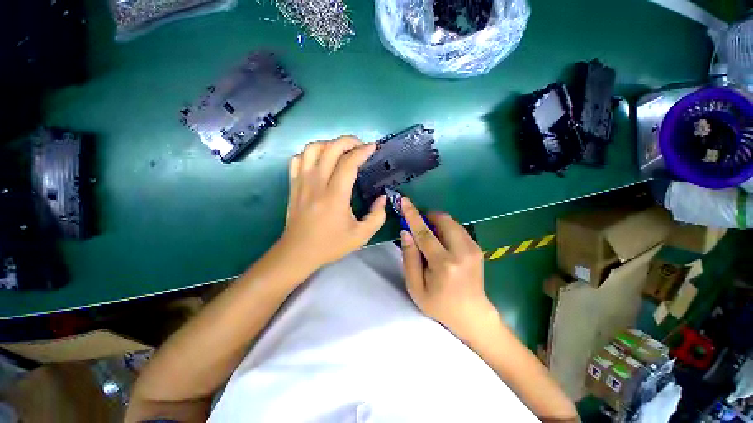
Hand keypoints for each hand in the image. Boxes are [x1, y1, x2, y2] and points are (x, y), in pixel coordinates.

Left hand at [277, 136, 387, 274]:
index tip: (373, 147)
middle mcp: (317, 184)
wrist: (298, 252)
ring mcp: (302, 182)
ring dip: (329, 144)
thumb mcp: (361, 236)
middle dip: (348, 141)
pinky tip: (320, 159)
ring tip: (341, 150)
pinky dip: (310, 153)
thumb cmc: (330, 244)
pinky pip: (298, 159)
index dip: (362, 151)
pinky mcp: (293, 185)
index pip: (348, 163)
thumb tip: (382, 198)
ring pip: (312, 149)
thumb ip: (377, 217)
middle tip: (360, 145)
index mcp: (335, 196)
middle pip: (330, 149)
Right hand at [400, 198, 497, 341]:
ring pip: (452, 222)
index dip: (412, 215)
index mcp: (444, 264)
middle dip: (428, 217)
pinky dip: (446, 229)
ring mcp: (473, 248)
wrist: (472, 315)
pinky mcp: (477, 247)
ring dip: (437, 223)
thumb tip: (406, 232)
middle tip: (419, 225)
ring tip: (430, 237)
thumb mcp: (416, 286)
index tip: (404, 201)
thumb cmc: (439, 304)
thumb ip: (409, 258)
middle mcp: (462, 251)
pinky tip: (442, 243)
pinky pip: (458, 229)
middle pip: (443, 220)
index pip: (424, 233)